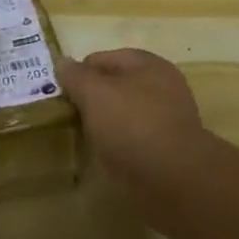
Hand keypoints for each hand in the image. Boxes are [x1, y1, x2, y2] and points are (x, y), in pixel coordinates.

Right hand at [59, 49, 208, 191]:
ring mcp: (169, 118)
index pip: (102, 58)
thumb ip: (76, 76)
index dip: (79, 74)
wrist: (175, 179)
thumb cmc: (132, 125)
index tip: (62, 96)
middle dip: (94, 99)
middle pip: (116, 85)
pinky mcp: (170, 148)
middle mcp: (163, 85)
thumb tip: (62, 62)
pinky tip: (109, 157)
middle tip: (72, 118)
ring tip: (87, 139)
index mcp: (148, 64)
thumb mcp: (95, 94)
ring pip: (126, 113)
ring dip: (107, 123)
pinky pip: (137, 138)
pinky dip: (122, 145)